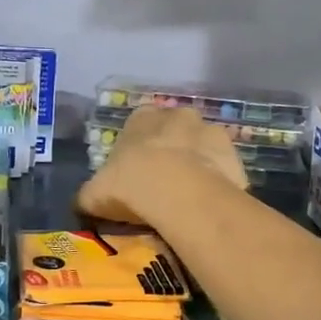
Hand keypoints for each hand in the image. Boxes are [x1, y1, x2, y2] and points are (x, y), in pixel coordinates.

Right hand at [77, 106, 246, 225]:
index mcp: (142, 117)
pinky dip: (216, 182)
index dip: (137, 151)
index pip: (138, 126)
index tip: (135, 174)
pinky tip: (206, 204)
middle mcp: (177, 115)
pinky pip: (222, 169)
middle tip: (162, 185)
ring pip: (200, 148)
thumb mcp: (94, 193)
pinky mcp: (234, 155)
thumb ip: (90, 193)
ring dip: (195, 165)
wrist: (181, 194)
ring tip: (186, 198)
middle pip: (173, 132)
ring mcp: (210, 131)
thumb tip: (86, 202)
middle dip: (169, 152)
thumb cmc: (131, 184)